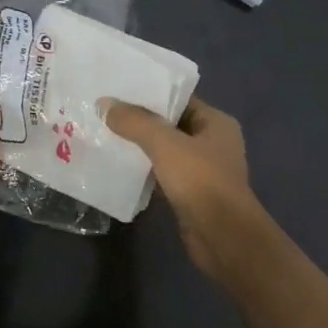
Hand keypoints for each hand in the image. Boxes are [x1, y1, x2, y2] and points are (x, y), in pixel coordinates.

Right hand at [105, 96, 262, 282]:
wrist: (223, 238)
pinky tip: (118, 166)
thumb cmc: (201, 182)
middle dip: (140, 120)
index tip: (118, 89)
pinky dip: (144, 170)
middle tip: (104, 111)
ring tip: (105, 134)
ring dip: (139, 146)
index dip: (150, 93)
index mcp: (216, 123)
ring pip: (165, 151)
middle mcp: (212, 143)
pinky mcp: (190, 194)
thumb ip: (135, 122)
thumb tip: (104, 103)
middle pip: (171, 124)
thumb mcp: (165, 144)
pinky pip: (162, 174)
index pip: (180, 99)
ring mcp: (202, 171)